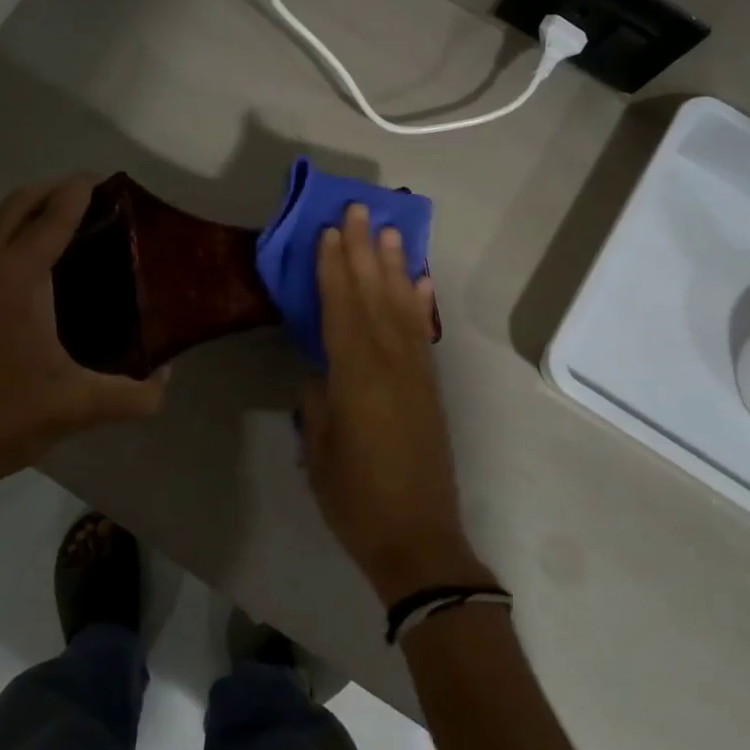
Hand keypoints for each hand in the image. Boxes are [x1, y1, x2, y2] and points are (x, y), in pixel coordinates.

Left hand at [0, 176, 166, 525]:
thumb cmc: (4, 418)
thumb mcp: (81, 408)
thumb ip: (136, 395)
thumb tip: (167, 377)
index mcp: (18, 277)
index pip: (53, 215)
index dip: (79, 191)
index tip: (104, 180)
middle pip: (17, 204)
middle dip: (52, 191)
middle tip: (90, 200)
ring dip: (26, 213)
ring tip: (63, 228)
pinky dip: (7, 238)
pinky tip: (28, 272)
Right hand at [301, 205, 494, 606]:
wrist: (418, 539)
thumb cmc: (356, 499)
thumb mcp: (319, 450)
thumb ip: (318, 402)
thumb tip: (320, 375)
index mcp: (356, 376)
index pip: (342, 308)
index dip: (334, 268)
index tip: (330, 230)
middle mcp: (391, 363)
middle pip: (374, 295)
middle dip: (366, 251)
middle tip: (361, 209)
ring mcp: (416, 373)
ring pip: (402, 307)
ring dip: (395, 266)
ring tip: (392, 231)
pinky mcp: (430, 388)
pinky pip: (424, 334)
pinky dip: (421, 304)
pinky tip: (420, 282)